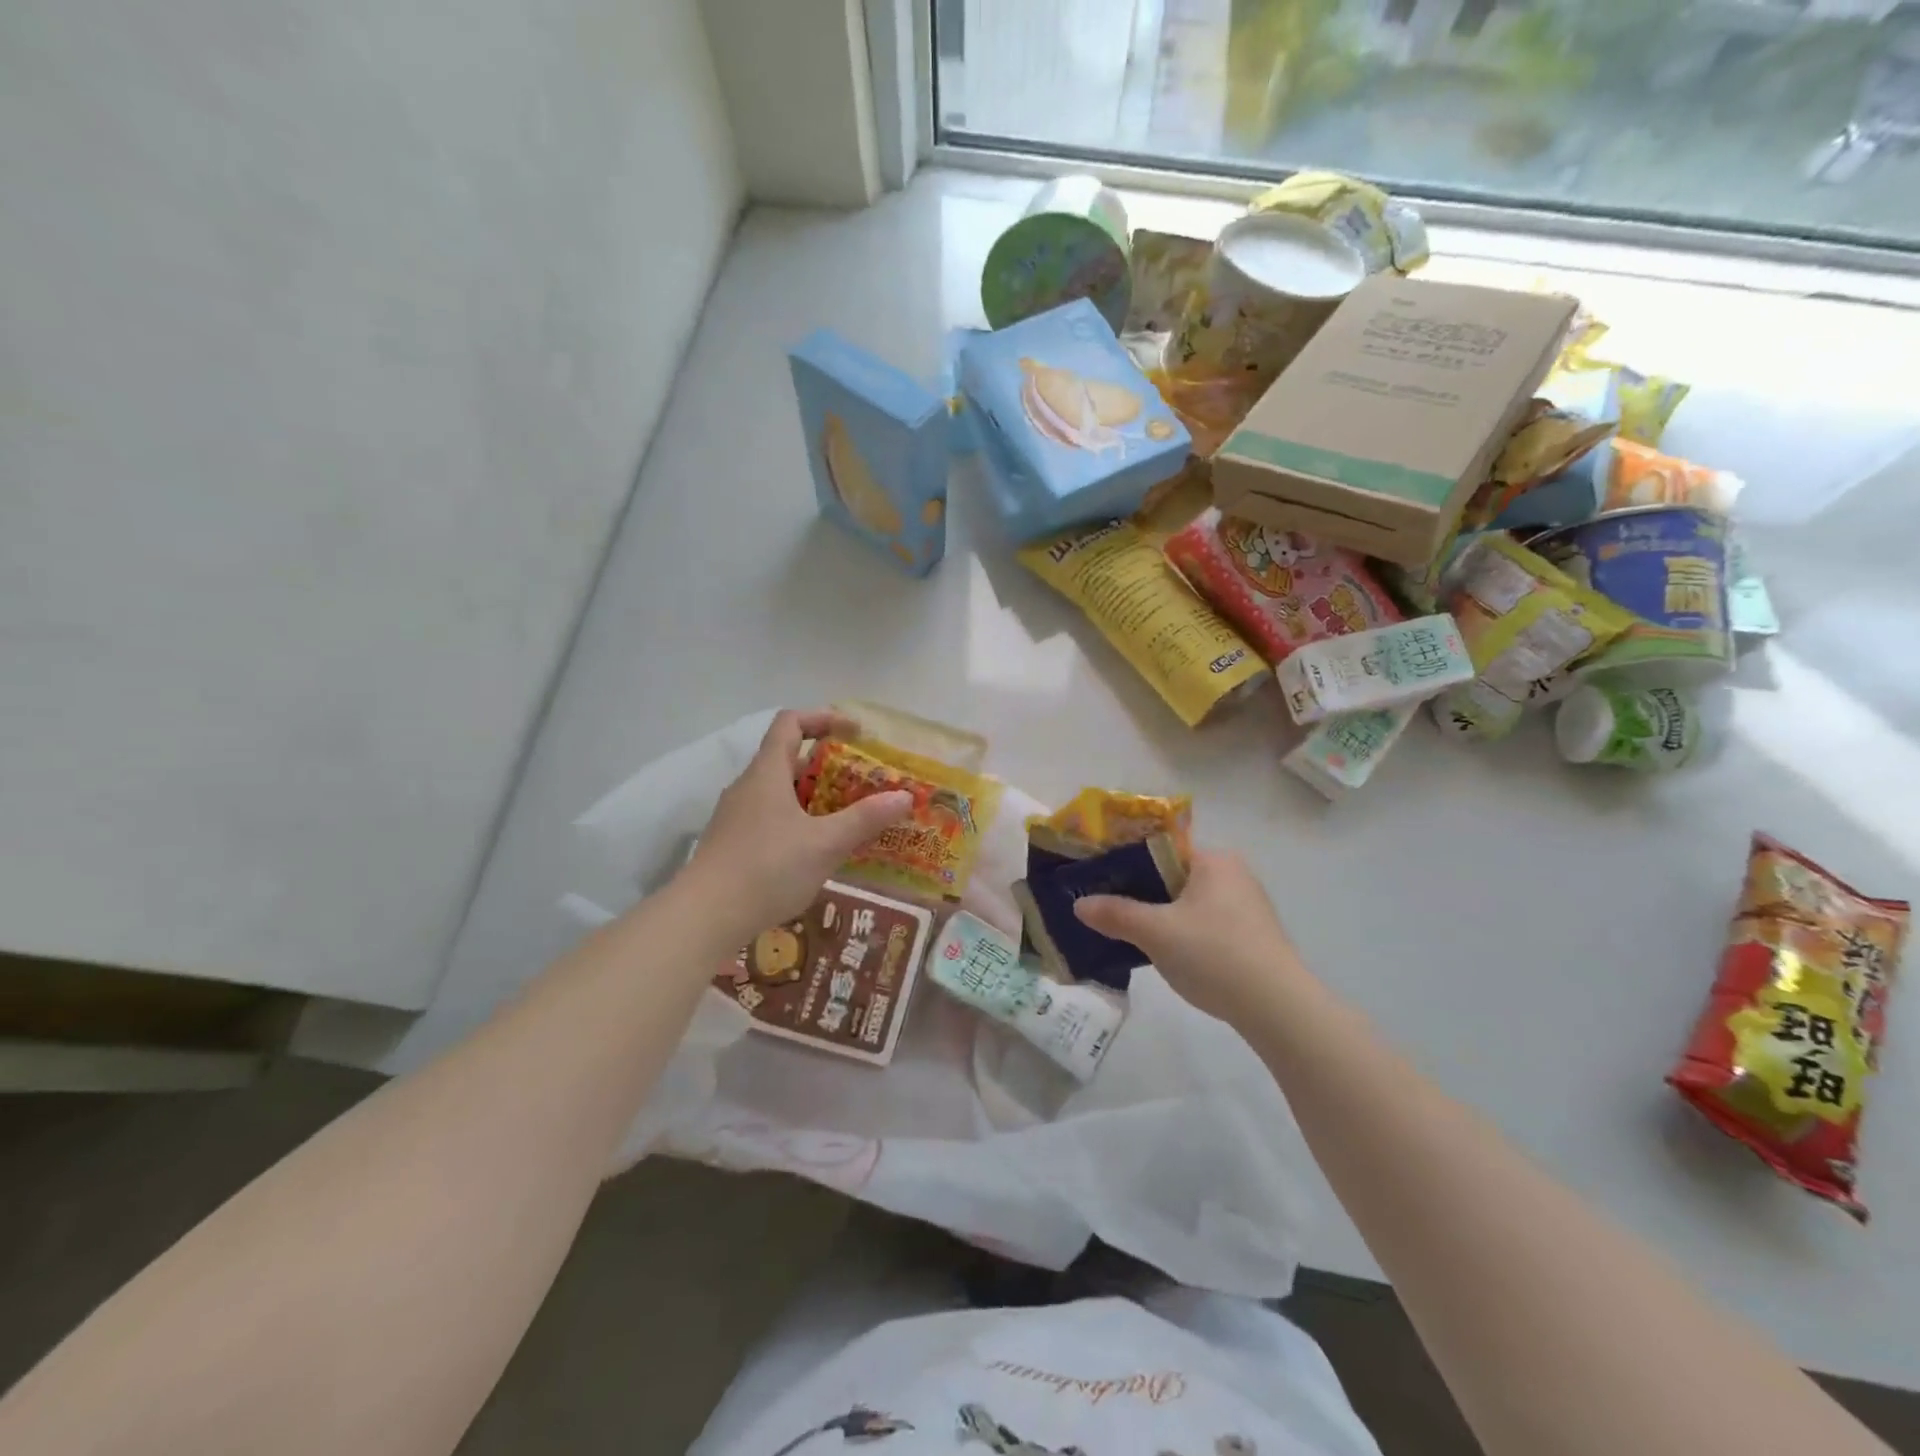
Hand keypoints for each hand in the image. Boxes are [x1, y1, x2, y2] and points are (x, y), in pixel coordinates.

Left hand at [682, 709, 912, 936]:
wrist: (704, 917)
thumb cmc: (767, 869)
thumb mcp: (825, 843)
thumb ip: (865, 818)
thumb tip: (904, 796)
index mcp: (767, 773)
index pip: (791, 723)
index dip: (823, 718)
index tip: (855, 733)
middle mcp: (748, 786)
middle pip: (788, 759)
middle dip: (827, 766)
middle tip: (862, 782)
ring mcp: (736, 816)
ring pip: (779, 792)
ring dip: (813, 797)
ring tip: (846, 817)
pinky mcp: (731, 843)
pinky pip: (770, 818)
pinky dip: (797, 821)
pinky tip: (816, 851)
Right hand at [1073, 849, 1308, 1024]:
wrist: (1278, 1008)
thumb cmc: (1214, 954)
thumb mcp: (1155, 933)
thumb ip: (1115, 914)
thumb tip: (1079, 904)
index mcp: (1213, 859)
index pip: (1160, 846)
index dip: (1126, 860)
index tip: (1098, 877)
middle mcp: (1233, 874)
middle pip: (1172, 874)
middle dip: (1140, 891)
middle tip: (1107, 906)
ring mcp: (1247, 906)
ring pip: (1188, 901)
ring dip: (1161, 914)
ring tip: (1128, 931)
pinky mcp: (1253, 936)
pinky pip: (1205, 923)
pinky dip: (1183, 932)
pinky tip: (1166, 953)